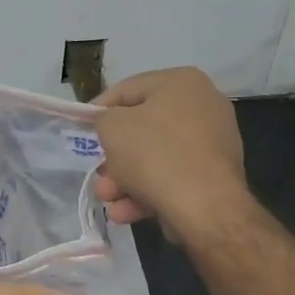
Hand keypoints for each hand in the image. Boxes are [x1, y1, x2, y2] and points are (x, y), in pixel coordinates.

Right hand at [92, 68, 248, 239]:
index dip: (98, 109)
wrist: (206, 207)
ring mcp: (212, 144)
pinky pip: (172, 179)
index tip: (80, 128)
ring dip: (125, 180)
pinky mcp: (214, 177)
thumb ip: (104, 119)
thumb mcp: (113, 128)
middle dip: (113, 156)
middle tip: (97, 174)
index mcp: (182, 83)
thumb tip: (112, 126)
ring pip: (155, 159)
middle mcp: (203, 107)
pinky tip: (125, 212)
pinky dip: (147, 193)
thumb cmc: (155, 154)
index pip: (128, 89)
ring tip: (107, 199)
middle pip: (142, 129)